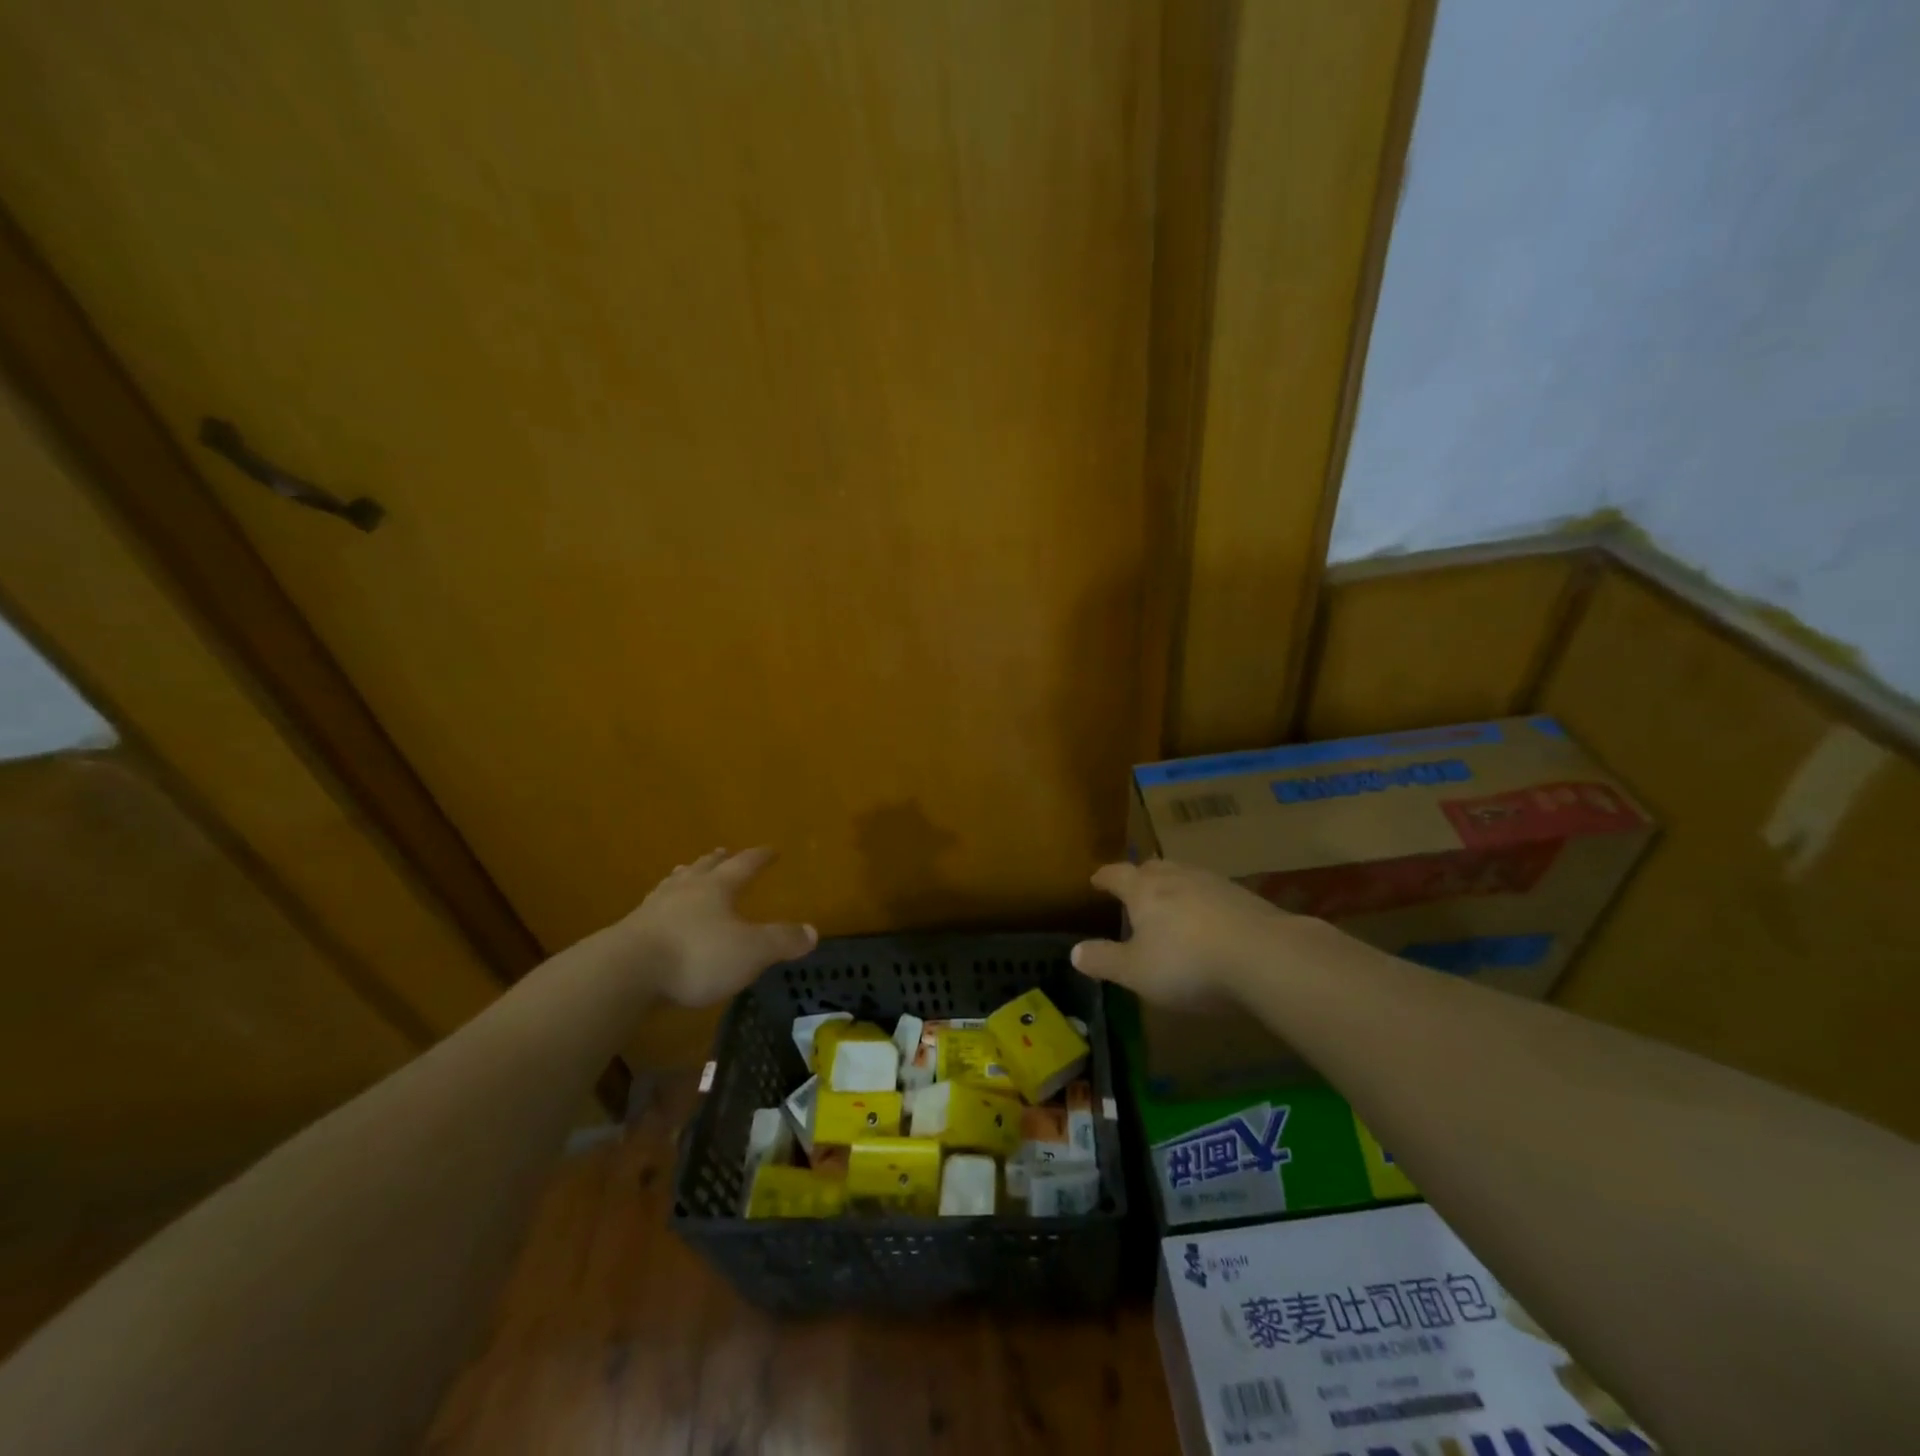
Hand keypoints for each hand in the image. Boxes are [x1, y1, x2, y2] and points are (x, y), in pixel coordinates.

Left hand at [615, 847, 816, 1006]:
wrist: (625, 973)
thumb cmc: (696, 956)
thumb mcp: (751, 951)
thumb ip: (781, 941)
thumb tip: (813, 932)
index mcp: (716, 889)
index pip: (743, 865)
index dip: (759, 857)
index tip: (772, 849)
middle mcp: (685, 891)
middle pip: (704, 868)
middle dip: (717, 860)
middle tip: (723, 851)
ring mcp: (653, 909)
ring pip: (674, 884)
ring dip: (685, 876)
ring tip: (686, 871)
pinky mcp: (630, 932)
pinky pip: (652, 910)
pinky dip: (662, 906)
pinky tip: (658, 913)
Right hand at [1072, 858, 1300, 1006]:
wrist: (1265, 956)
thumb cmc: (1188, 964)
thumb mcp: (1136, 972)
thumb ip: (1104, 960)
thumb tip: (1074, 952)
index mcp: (1144, 890)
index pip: (1116, 874)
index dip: (1104, 877)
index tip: (1095, 880)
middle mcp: (1176, 877)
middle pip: (1152, 868)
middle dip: (1139, 877)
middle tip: (1132, 889)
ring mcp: (1213, 883)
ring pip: (1184, 876)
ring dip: (1173, 886)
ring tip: (1169, 902)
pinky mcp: (1244, 897)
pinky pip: (1212, 892)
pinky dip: (1202, 901)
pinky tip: (1209, 920)